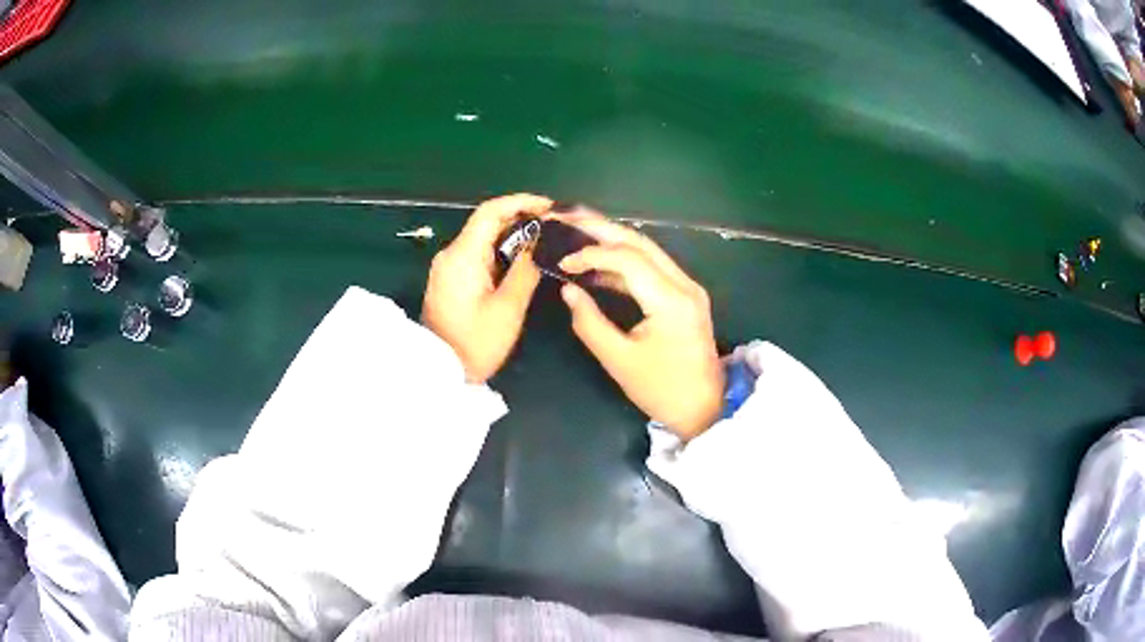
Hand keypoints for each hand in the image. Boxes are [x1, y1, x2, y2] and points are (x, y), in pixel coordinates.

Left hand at [422, 194, 551, 382]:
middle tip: (554, 226)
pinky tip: (521, 261)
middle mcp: (451, 254)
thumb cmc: (475, 343)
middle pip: (487, 223)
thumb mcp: (508, 308)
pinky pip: (477, 255)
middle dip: (521, 219)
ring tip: (545, 242)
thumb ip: (525, 269)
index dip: (521, 202)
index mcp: (462, 255)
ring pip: (483, 239)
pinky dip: (500, 252)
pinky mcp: (450, 279)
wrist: (440, 372)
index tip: (550, 206)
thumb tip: (540, 241)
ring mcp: (448, 267)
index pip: (491, 211)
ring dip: (512, 237)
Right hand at [555, 210, 723, 439]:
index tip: (562, 262)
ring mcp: (688, 288)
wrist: (706, 408)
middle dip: (601, 227)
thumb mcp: (619, 361)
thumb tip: (568, 289)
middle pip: (640, 242)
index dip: (591, 254)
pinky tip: (599, 267)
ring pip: (647, 251)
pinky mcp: (685, 296)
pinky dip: (624, 263)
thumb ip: (590, 322)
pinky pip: (652, 269)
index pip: (627, 259)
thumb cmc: (662, 390)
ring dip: (612, 241)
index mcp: (671, 300)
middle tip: (566, 215)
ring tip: (578, 232)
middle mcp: (684, 284)